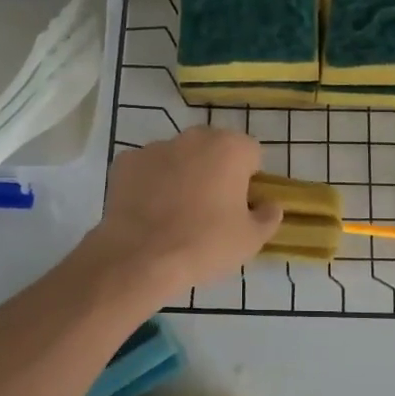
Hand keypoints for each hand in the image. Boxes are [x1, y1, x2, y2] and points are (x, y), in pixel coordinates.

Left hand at [84, 128, 282, 295]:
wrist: (140, 258)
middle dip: (215, 170)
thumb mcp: (251, 240)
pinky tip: (148, 212)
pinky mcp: (126, 161)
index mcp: (230, 148)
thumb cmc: (205, 244)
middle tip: (210, 209)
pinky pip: (147, 169)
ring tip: (175, 213)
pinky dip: (150, 183)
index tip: (241, 205)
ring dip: (182, 174)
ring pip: (179, 156)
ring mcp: (156, 146)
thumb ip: (268, 216)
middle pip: (214, 149)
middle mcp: (194, 137)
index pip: (251, 153)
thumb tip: (269, 205)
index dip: (249, 179)